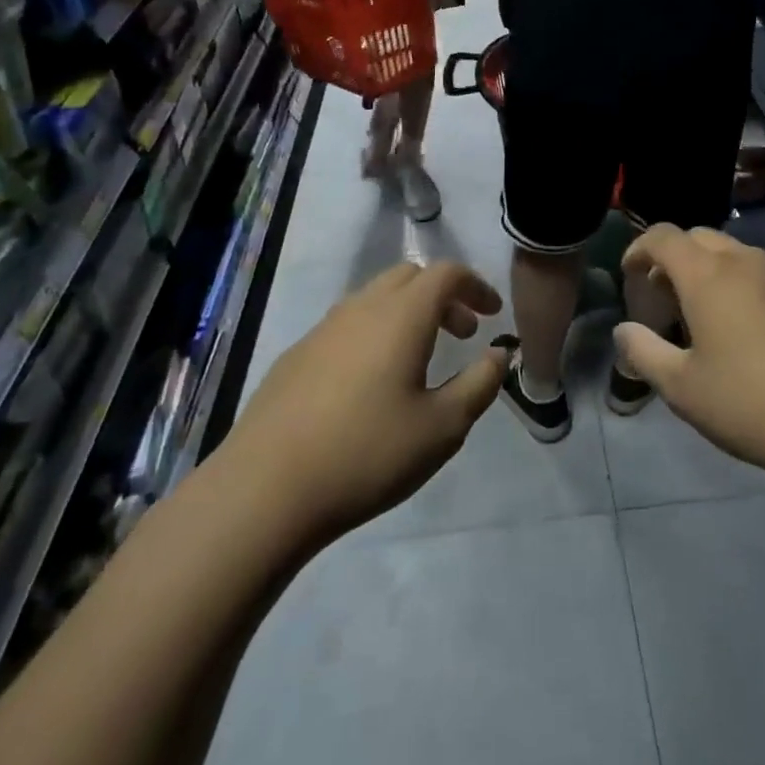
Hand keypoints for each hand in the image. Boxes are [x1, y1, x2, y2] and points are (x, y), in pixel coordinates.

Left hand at [223, 262, 504, 547]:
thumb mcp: (443, 427)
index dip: (476, 286)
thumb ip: (480, 383)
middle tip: (462, 334)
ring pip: (375, 298)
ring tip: (419, 358)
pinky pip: (347, 325)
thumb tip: (499, 354)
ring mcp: (323, 330)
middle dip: (443, 296)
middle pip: (409, 276)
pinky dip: (374, 333)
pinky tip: (371, 383)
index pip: (446, 274)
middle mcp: (362, 308)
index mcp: (402, 315)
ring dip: (407, 313)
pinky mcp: (295, 356)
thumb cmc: (367, 454)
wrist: (264, 490)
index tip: (493, 315)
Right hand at [615, 227, 764, 486]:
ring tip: (703, 314)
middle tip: (663, 295)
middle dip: (674, 257)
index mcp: (708, 276)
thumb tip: (624, 330)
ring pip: (735, 255)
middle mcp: (746, 263)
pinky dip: (741, 286)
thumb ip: (644, 353)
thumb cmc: (751, 404)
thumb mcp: (683, 389)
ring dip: (710, 270)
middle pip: (700, 238)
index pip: (665, 237)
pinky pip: (764, 276)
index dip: (640, 247)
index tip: (629, 272)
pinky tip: (747, 331)